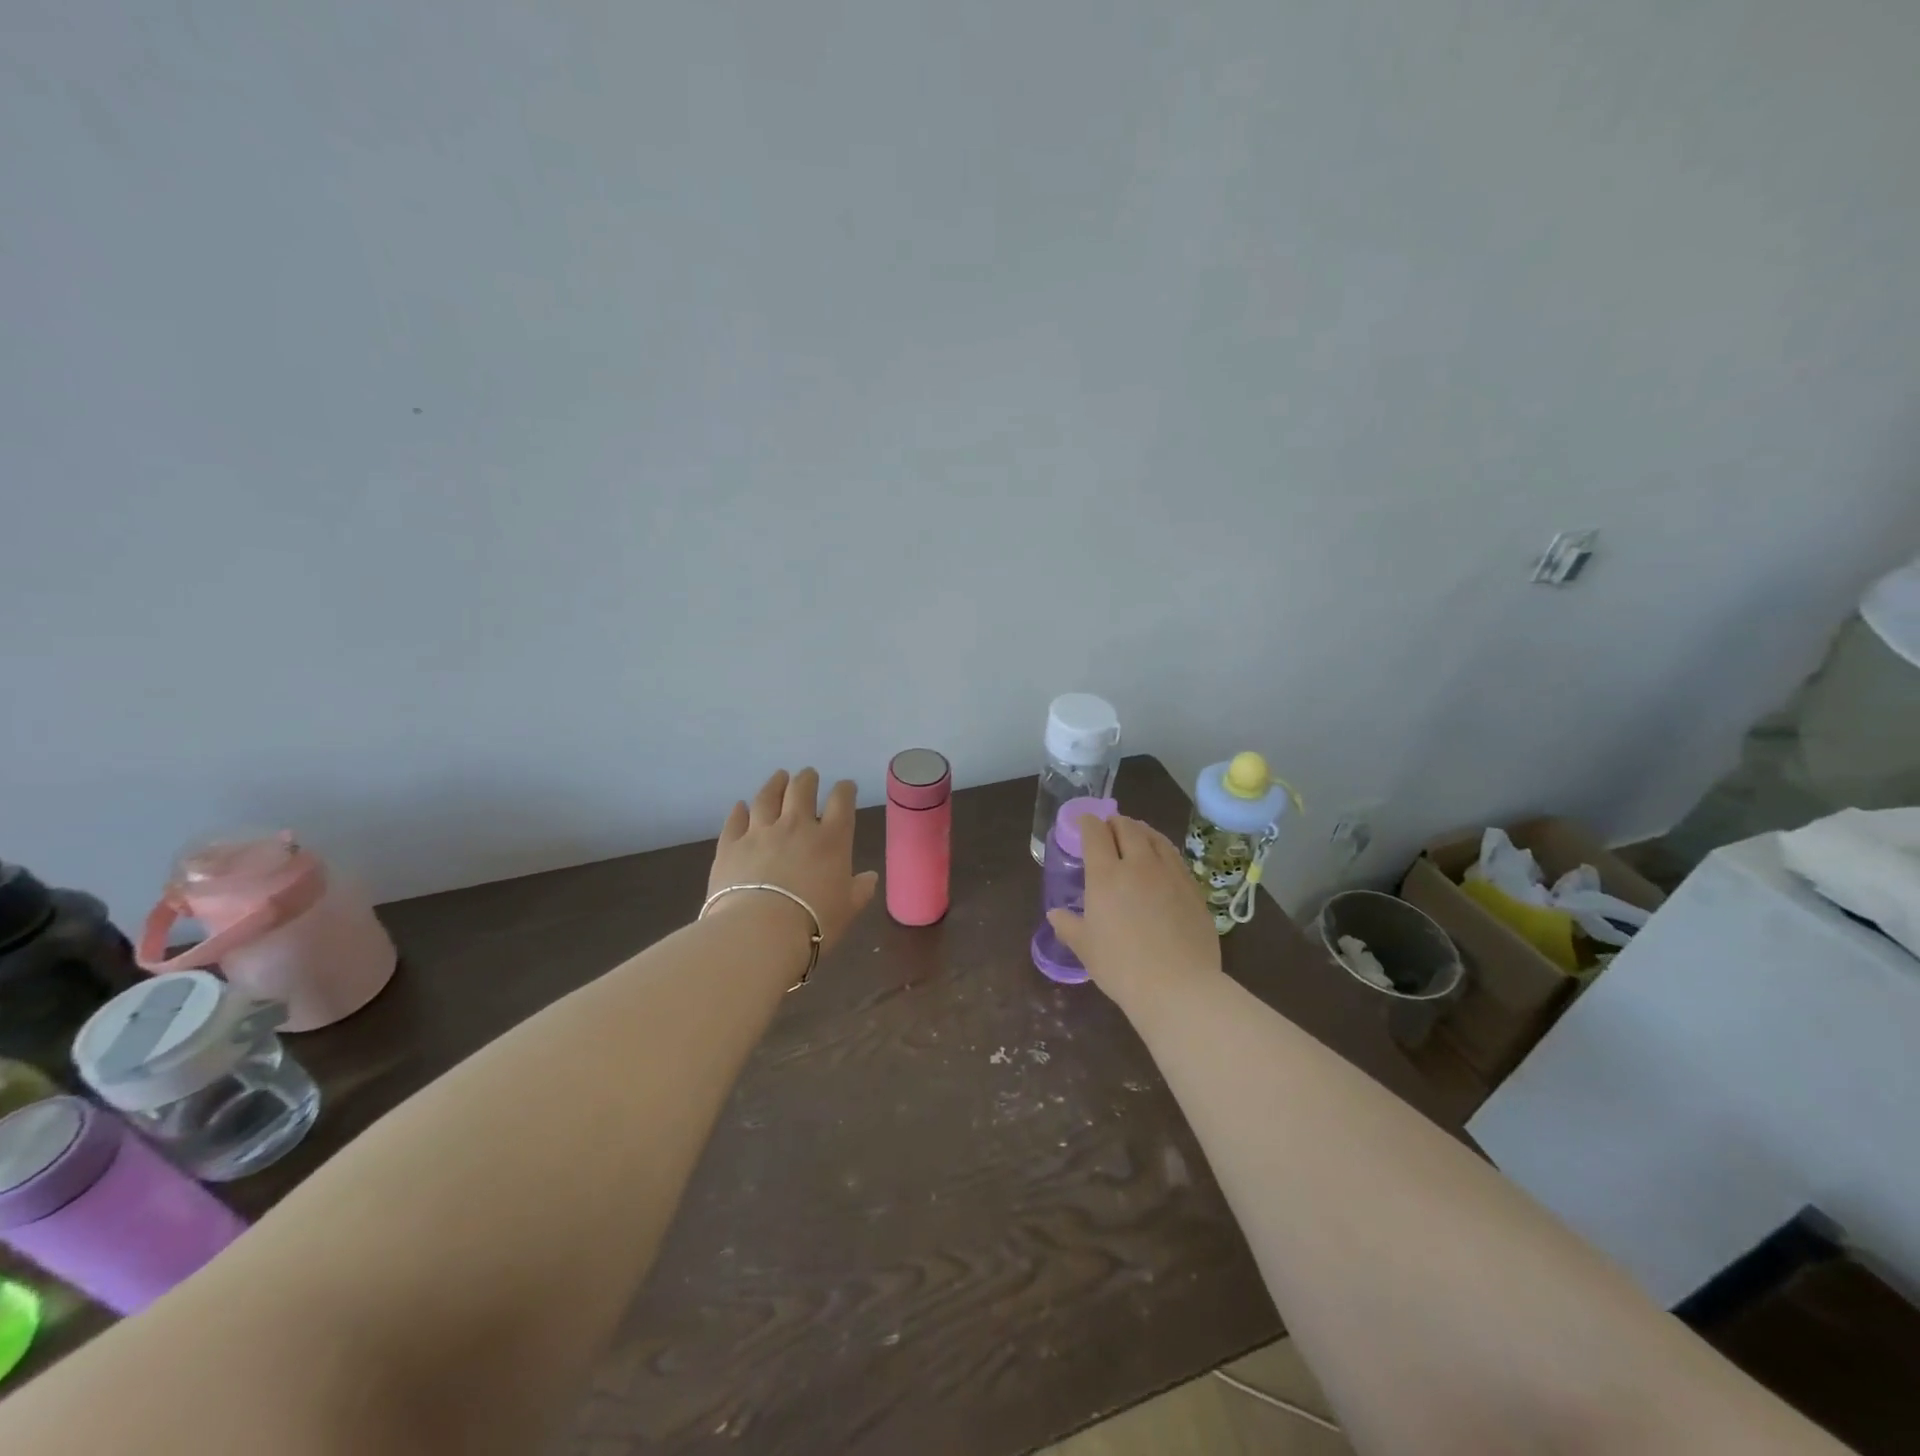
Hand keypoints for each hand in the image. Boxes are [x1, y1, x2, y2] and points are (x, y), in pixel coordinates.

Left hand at [708, 769, 879, 953]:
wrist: (759, 932)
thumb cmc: (814, 922)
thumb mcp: (847, 909)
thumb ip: (860, 890)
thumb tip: (870, 877)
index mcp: (831, 839)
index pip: (841, 802)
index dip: (845, 790)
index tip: (846, 787)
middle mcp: (796, 826)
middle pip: (802, 790)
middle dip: (807, 779)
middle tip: (809, 775)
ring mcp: (760, 832)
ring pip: (767, 797)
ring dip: (775, 784)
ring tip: (779, 776)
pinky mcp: (730, 845)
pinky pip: (735, 820)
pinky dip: (739, 811)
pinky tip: (741, 806)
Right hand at [1047, 814, 1222, 1014]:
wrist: (1178, 986)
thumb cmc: (1121, 967)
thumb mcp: (1086, 948)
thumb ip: (1069, 926)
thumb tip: (1055, 915)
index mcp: (1106, 875)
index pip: (1095, 834)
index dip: (1088, 823)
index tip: (1084, 822)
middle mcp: (1138, 865)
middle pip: (1128, 828)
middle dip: (1115, 822)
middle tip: (1109, 826)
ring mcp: (1170, 874)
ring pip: (1156, 838)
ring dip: (1142, 830)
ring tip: (1137, 834)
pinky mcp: (1193, 889)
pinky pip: (1175, 858)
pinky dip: (1163, 850)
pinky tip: (1162, 861)